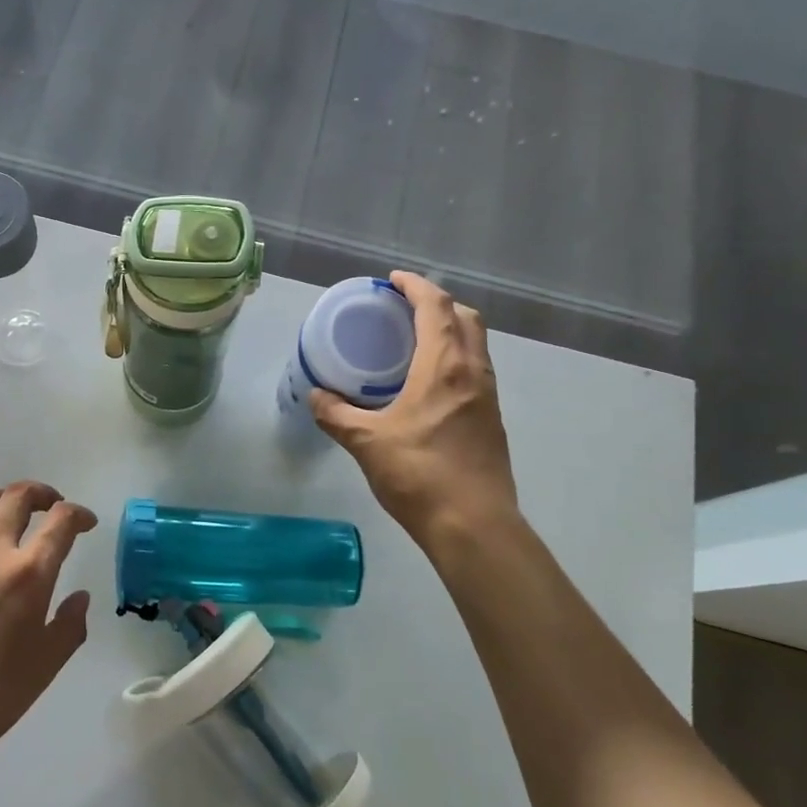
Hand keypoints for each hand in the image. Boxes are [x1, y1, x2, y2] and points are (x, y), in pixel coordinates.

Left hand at [0, 482, 97, 771]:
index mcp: (29, 574)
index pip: (61, 522)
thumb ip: (69, 626)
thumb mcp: (45, 667)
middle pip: (17, 497)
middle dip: (41, 493)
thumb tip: (79, 597)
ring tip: (7, 507)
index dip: (79, 515)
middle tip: (51, 505)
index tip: (85, 523)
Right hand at [311, 272, 518, 543]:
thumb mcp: (367, 442)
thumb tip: (315, 396)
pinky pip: (475, 370)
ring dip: (451, 330)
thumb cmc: (420, 475)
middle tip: (404, 308)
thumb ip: (336, 415)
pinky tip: (429, 384)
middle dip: (438, 303)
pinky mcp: (491, 421)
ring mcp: (487, 397)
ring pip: (475, 345)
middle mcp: (473, 373)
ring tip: (415, 341)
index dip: (416, 286)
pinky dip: (455, 359)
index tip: (393, 280)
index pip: (436, 308)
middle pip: (465, 318)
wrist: (474, 526)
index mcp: (445, 367)